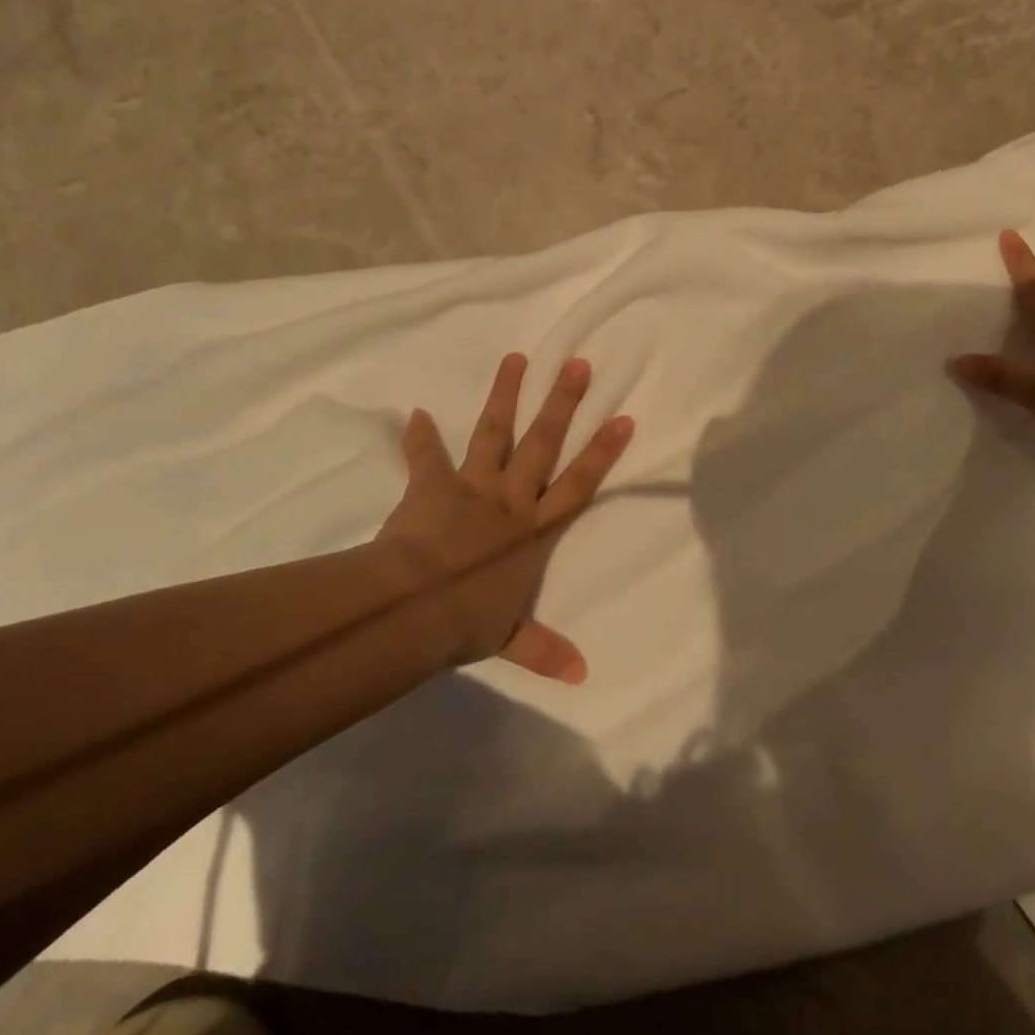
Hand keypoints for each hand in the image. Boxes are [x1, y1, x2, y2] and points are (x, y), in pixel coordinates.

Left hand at [376, 353, 632, 683]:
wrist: (411, 609)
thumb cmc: (465, 620)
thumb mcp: (509, 638)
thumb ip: (544, 650)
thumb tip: (583, 676)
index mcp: (532, 530)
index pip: (577, 484)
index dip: (601, 452)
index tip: (622, 418)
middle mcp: (509, 498)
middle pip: (542, 443)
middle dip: (562, 403)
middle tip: (579, 364)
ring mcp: (471, 486)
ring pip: (493, 433)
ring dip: (505, 395)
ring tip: (518, 358)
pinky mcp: (431, 486)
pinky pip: (425, 457)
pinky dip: (419, 437)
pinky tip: (413, 412)